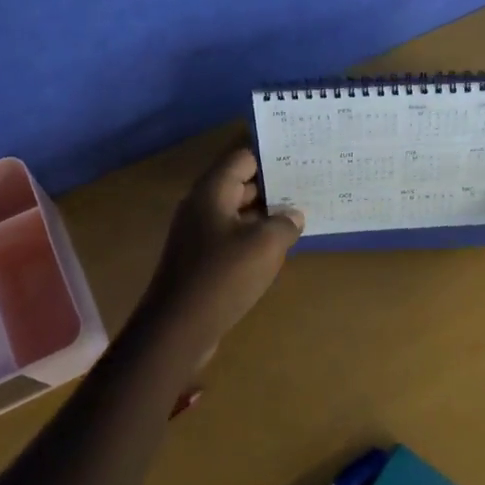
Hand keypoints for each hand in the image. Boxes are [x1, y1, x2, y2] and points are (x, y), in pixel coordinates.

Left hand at [137, 145, 302, 355]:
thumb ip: (284, 223)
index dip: (271, 155)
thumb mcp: (264, 245)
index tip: (300, 155)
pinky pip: (231, 237)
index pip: (242, 157)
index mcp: (212, 191)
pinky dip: (253, 237)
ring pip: (236, 212)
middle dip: (272, 184)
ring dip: (264, 213)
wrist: (177, 329)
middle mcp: (201, 206)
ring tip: (300, 214)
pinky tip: (277, 247)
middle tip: (308, 185)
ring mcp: (198, 234)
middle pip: (239, 183)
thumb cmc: (222, 277)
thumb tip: (293, 214)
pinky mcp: (200, 260)